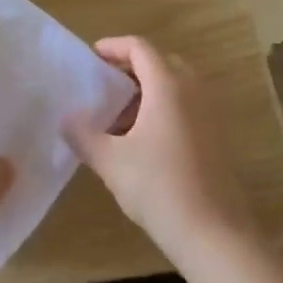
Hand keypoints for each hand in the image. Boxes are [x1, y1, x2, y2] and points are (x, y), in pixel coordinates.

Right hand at [65, 36, 249, 263]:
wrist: (214, 235)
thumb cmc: (158, 188)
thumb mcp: (110, 161)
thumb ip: (83, 134)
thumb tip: (67, 118)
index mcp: (168, 87)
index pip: (140, 48)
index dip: (113, 47)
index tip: (92, 57)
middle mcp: (193, 93)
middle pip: (160, 64)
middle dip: (131, 70)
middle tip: (104, 88)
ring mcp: (209, 116)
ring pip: (174, 88)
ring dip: (146, 94)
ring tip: (117, 120)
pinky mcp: (215, 140)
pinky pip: (185, 109)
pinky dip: (161, 111)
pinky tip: (140, 144)